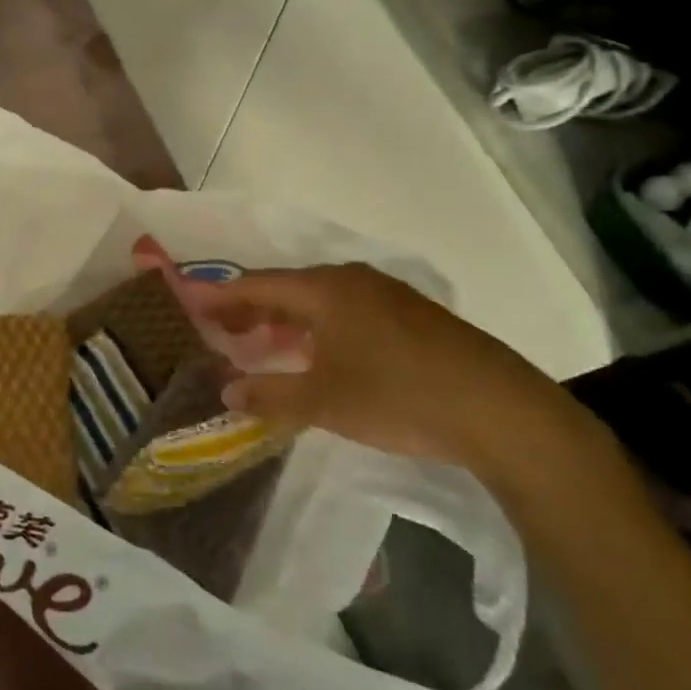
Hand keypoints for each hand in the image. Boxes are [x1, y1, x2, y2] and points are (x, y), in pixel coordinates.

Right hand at [174, 261, 588, 486]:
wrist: (500, 409)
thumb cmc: (398, 396)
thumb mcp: (324, 402)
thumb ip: (270, 394)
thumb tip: (227, 391)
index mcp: (325, 289)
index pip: (257, 284)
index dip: (220, 298)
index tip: (190, 307)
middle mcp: (352, 280)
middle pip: (287, 288)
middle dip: (251, 310)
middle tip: (220, 332)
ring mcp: (386, 295)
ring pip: (319, 301)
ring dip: (286, 322)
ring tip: (262, 345)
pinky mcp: (411, 316)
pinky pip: (346, 312)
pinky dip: (318, 329)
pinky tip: (318, 356)